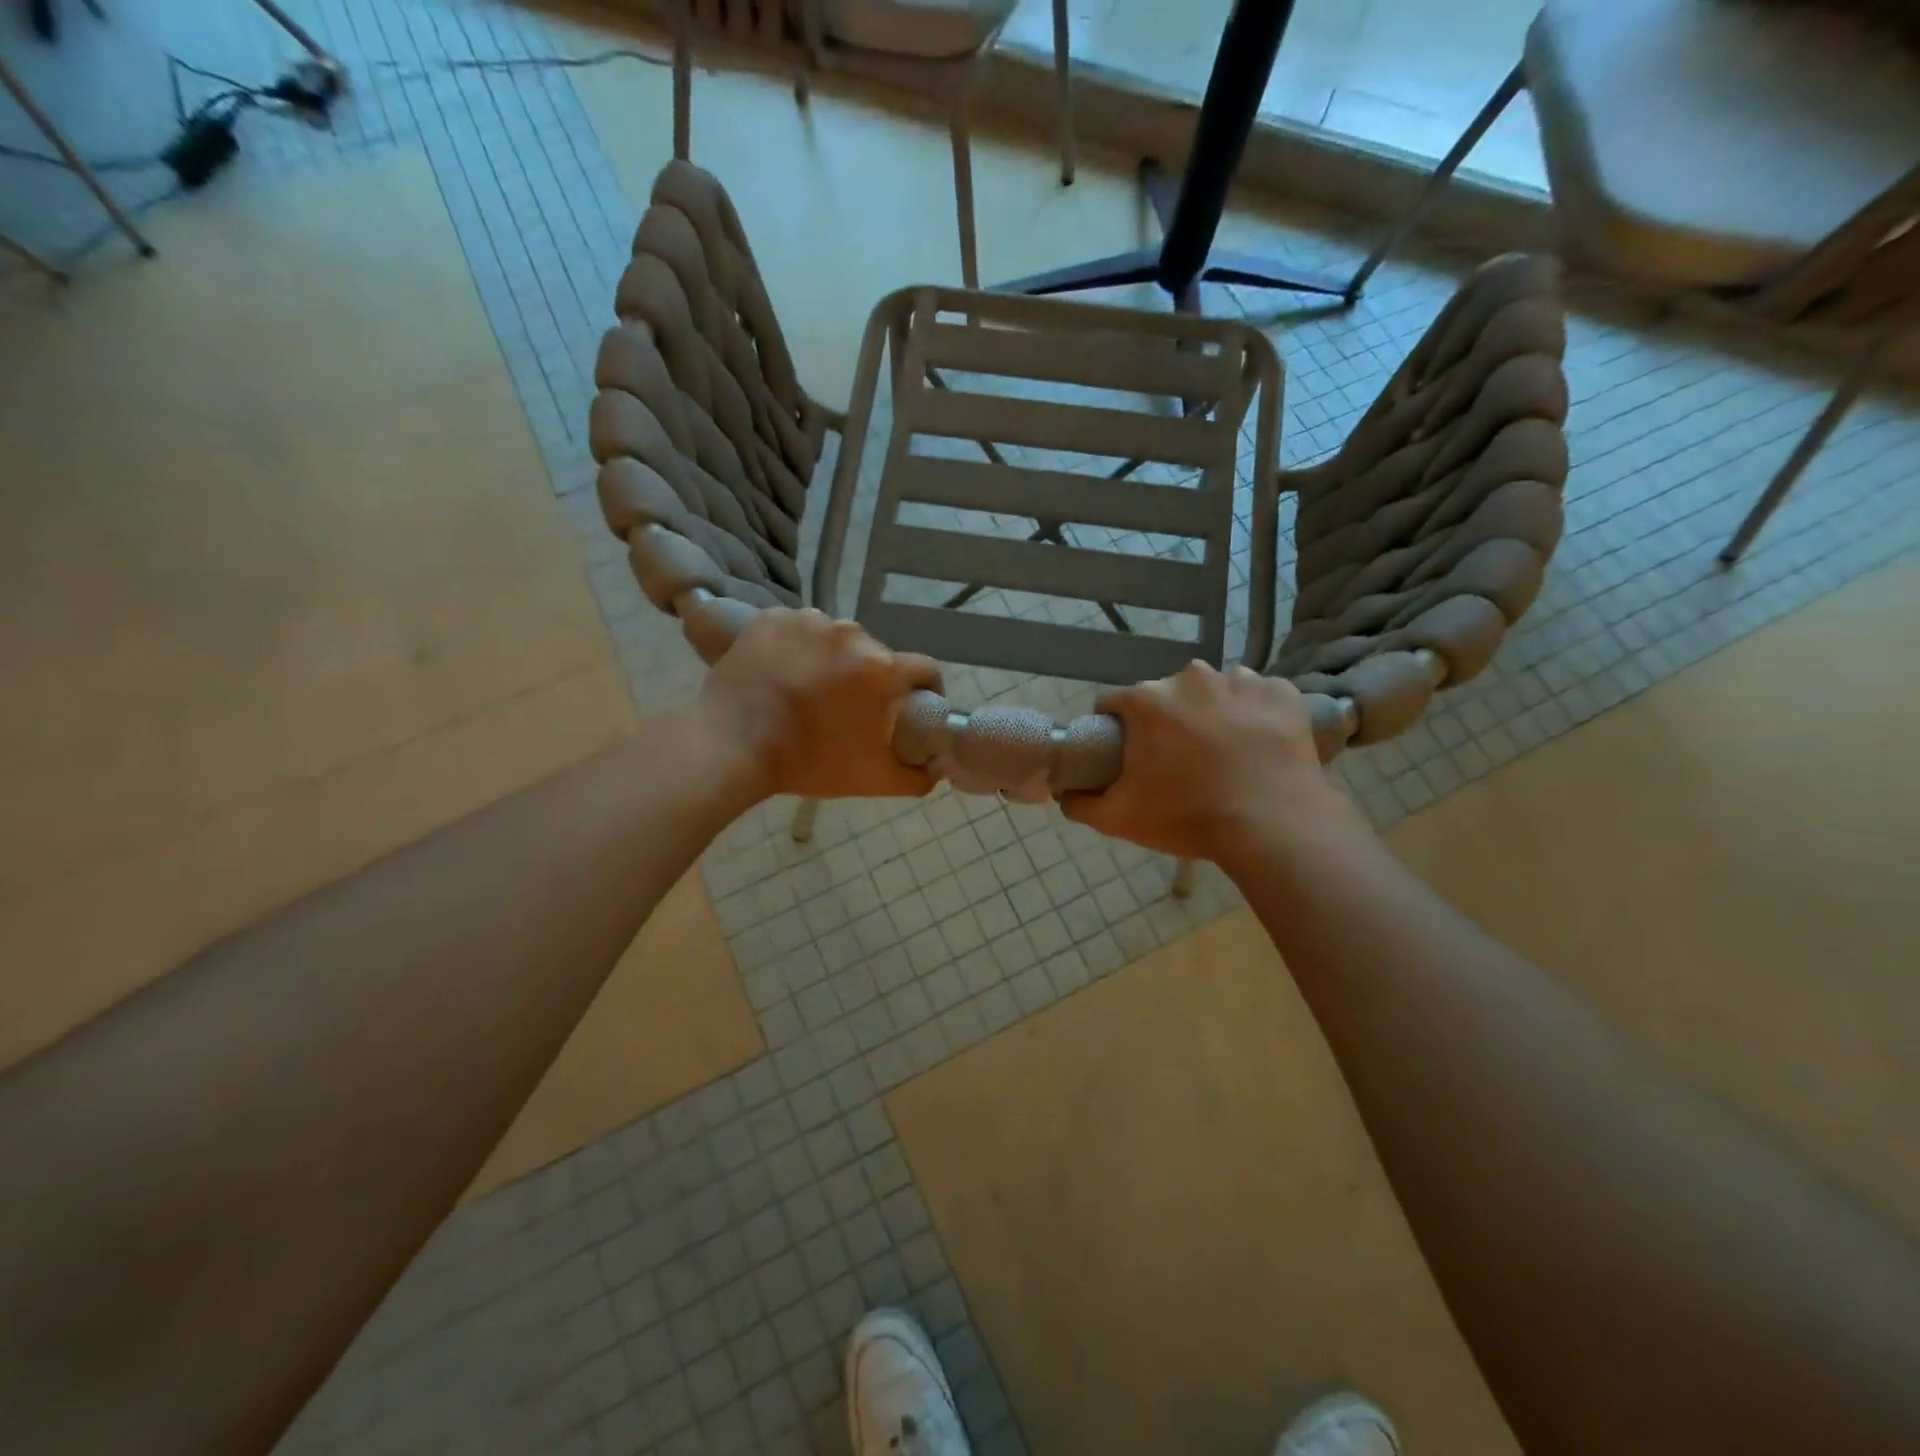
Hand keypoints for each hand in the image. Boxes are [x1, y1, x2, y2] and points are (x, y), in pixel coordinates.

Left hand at [696, 608, 941, 801]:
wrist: (731, 747)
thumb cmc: (809, 762)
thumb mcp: (873, 780)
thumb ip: (918, 777)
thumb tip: (937, 767)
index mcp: (881, 669)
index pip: (925, 669)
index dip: (927, 690)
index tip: (915, 706)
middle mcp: (851, 634)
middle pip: (876, 655)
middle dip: (871, 679)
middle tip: (851, 707)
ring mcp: (809, 621)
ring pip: (836, 640)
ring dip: (833, 660)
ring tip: (811, 689)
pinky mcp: (772, 618)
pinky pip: (798, 630)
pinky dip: (797, 648)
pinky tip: (784, 672)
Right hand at [1062, 662, 1358, 863]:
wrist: (1273, 827)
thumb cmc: (1188, 817)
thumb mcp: (1119, 818)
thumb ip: (1080, 802)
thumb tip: (1063, 793)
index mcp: (1147, 701)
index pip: (1113, 703)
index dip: (1114, 728)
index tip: (1127, 755)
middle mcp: (1191, 677)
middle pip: (1165, 695)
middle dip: (1166, 721)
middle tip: (1178, 762)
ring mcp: (1241, 680)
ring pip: (1213, 691)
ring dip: (1210, 713)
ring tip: (1223, 754)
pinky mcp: (1281, 692)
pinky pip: (1257, 696)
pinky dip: (1253, 714)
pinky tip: (1257, 745)